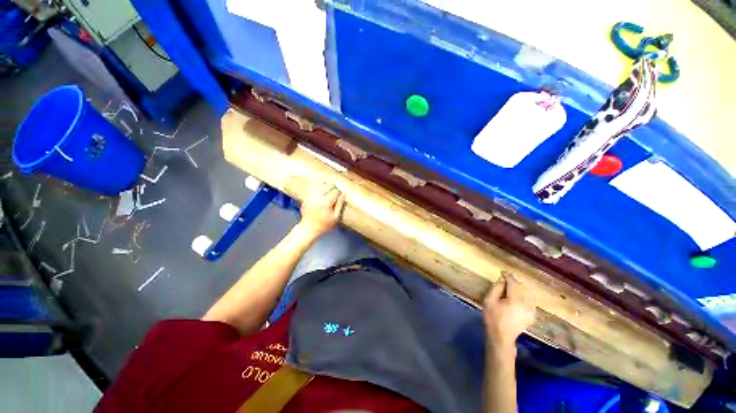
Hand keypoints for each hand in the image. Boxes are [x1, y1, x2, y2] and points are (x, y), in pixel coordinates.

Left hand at [298, 181, 345, 237]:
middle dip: (334, 187)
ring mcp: (311, 195)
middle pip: (328, 185)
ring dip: (327, 186)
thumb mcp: (335, 217)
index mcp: (326, 202)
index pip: (335, 191)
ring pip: (321, 184)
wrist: (308, 228)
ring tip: (330, 192)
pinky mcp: (307, 196)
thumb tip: (344, 194)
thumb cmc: (324, 224)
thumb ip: (340, 204)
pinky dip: (319, 187)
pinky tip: (322, 193)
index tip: (341, 196)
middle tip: (336, 193)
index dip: (340, 192)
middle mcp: (317, 196)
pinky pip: (314, 187)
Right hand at [483, 272, 535, 354]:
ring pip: (528, 293)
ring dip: (519, 289)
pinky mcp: (532, 315)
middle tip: (504, 281)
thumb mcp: (490, 300)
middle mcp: (527, 304)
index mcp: (516, 300)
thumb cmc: (493, 318)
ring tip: (510, 289)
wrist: (501, 337)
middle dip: (513, 282)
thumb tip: (503, 279)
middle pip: (522, 286)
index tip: (502, 273)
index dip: (508, 276)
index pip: (514, 283)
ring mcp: (531, 310)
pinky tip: (516, 298)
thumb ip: (497, 288)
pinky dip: (524, 296)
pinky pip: (530, 300)